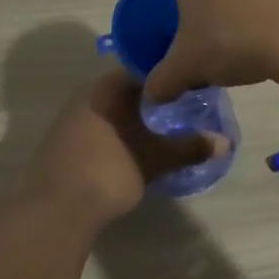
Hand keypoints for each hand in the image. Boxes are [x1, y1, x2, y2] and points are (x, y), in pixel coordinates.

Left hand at [19, 70, 225, 230]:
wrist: (53, 210)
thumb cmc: (108, 171)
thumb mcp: (155, 159)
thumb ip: (189, 148)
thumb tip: (225, 142)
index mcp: (107, 86)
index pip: (144, 68)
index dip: (169, 74)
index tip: (192, 82)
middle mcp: (87, 94)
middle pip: (127, 87)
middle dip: (154, 96)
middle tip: (184, 105)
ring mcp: (71, 118)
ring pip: (112, 108)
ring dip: (135, 115)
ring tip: (164, 127)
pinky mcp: (63, 142)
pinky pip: (99, 126)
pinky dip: (119, 131)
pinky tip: (134, 147)